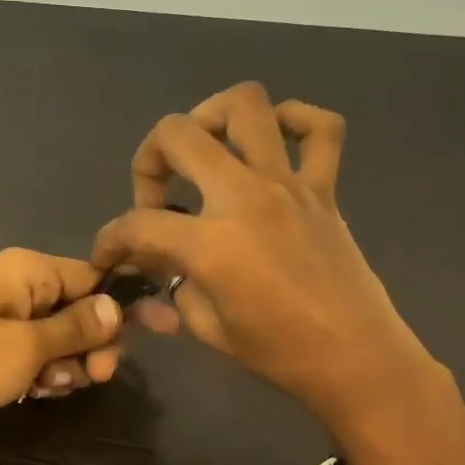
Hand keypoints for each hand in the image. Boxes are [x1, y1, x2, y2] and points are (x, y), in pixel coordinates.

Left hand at [0, 248, 125, 444]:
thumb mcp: (26, 346)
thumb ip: (77, 327)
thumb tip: (119, 306)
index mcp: (29, 271)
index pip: (95, 277)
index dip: (126, 305)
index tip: (162, 329)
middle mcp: (22, 287)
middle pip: (83, 310)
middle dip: (93, 345)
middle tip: (93, 377)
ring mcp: (8, 319)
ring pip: (64, 339)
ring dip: (68, 366)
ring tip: (46, 386)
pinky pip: (40, 356)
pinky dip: (45, 375)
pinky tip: (34, 393)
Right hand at [93, 82, 442, 431]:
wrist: (356, 359)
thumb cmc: (279, 353)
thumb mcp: (206, 325)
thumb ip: (174, 281)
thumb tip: (156, 258)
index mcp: (211, 242)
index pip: (137, 223)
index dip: (110, 239)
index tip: (108, 255)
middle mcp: (245, 196)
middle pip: (177, 134)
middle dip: (148, 159)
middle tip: (155, 196)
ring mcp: (288, 184)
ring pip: (246, 105)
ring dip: (211, 115)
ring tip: (203, 149)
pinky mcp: (324, 188)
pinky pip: (320, 129)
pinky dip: (295, 120)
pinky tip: (274, 140)